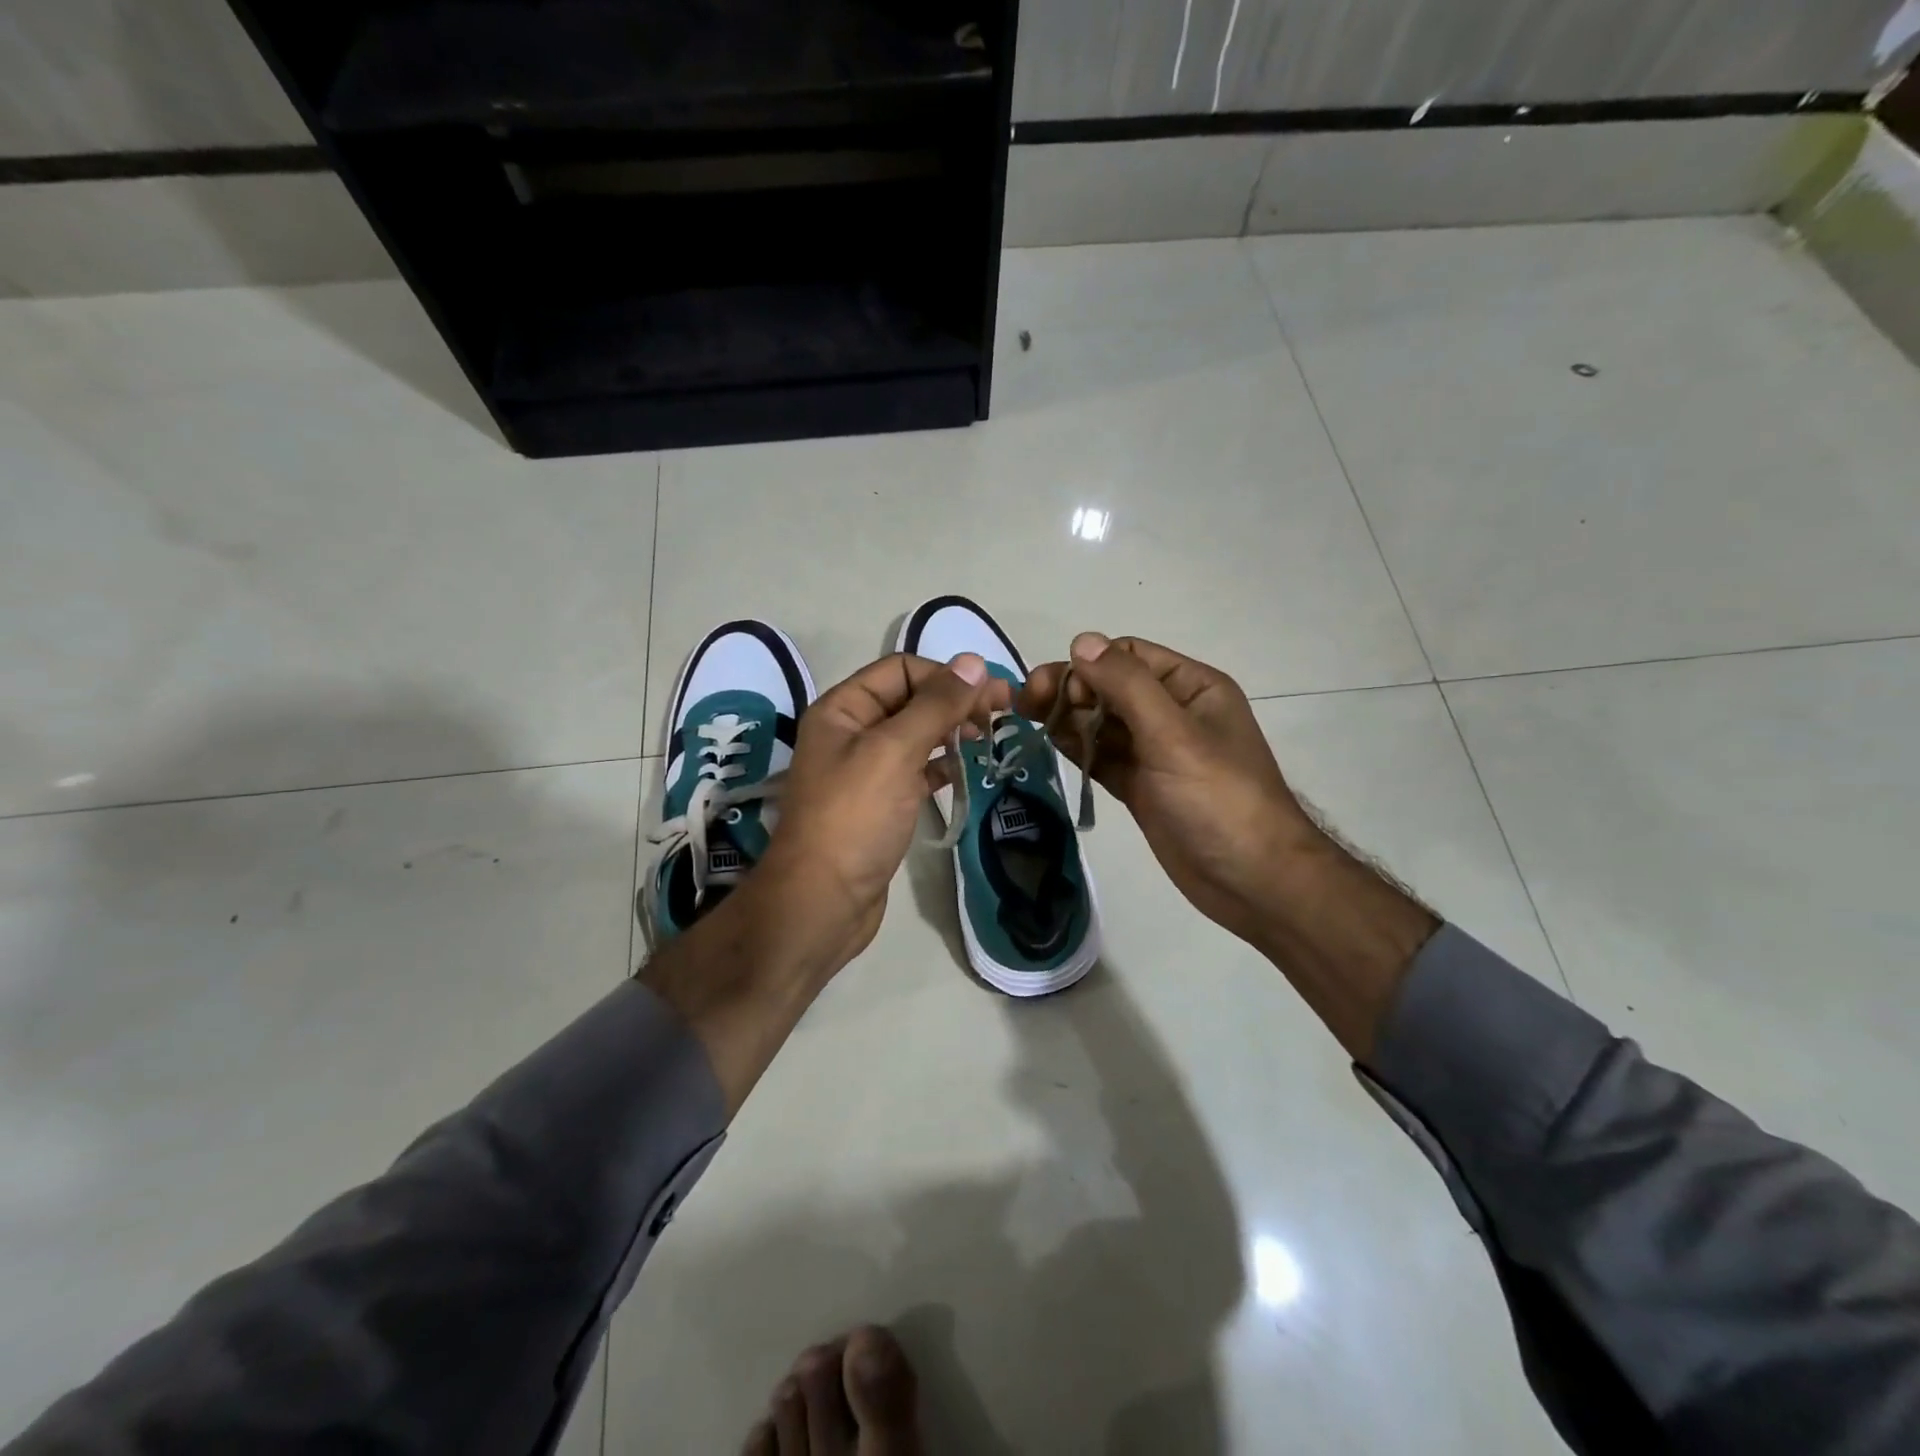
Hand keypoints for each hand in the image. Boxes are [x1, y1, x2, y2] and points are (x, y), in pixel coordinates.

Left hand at [756, 651, 1009, 971]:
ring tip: (990, 737)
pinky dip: (942, 764)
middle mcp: (851, 732)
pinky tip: (967, 769)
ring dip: (952, 730)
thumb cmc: (855, 818)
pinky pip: (916, 769)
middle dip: (955, 701)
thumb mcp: (894, 751)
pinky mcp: (880, 803)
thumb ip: (935, 705)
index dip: (946, 675)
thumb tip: (973, 662)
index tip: (990, 694)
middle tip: (1003, 713)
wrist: (824, 901)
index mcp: (843, 709)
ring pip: (917, 734)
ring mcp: (866, 769)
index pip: (901, 669)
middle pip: (911, 699)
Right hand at [1020, 634, 1319, 946]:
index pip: (1128, 656)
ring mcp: (1155, 752)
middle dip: (1070, 690)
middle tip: (1027, 703)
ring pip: (1102, 722)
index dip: (1089, 666)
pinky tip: (1048, 743)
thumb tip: (1081, 640)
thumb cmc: (1219, 798)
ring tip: (1026, 719)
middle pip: (1109, 688)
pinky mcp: (1141, 786)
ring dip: (1067, 718)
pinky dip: (1077, 748)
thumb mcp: (1174, 734)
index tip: (1057, 690)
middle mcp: (1172, 713)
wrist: (1252, 881)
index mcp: (1191, 688)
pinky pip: (1102, 756)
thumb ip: (1126, 686)